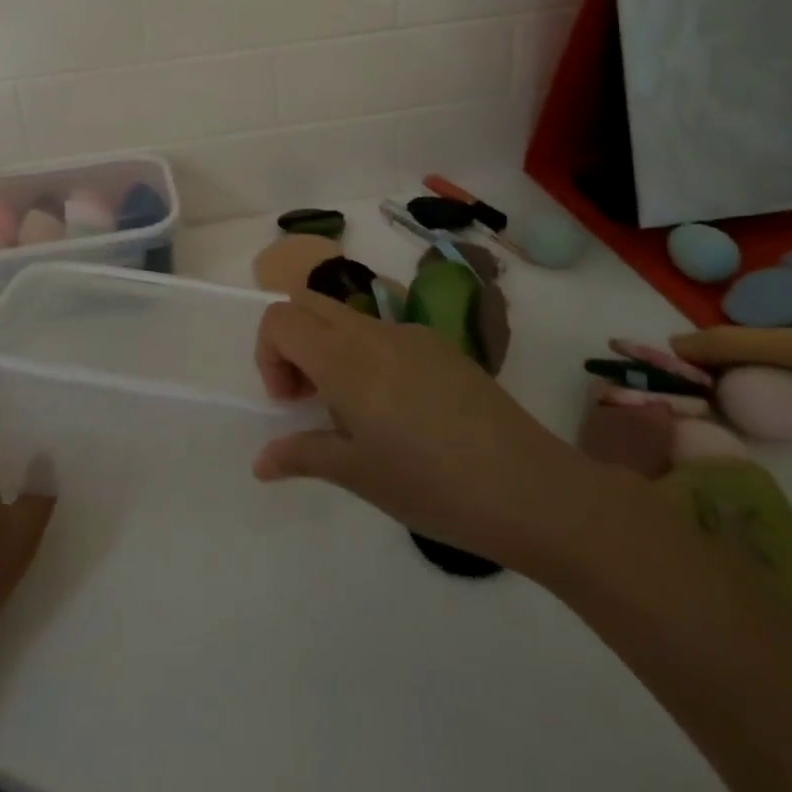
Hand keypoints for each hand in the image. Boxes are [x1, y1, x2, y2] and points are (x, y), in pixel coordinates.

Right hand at [253, 289, 605, 576]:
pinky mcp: (442, 346)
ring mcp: (412, 334)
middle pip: (309, 302)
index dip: (268, 355)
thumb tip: (261, 461)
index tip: (291, 403)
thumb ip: (303, 455)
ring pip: (348, 317)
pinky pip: (385, 333)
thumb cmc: (431, 485)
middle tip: (310, 398)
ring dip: (331, 348)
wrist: (530, 488)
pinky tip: (401, 413)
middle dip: (293, 342)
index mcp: (345, 359)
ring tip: (357, 413)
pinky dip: (368, 356)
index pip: (280, 319)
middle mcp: (373, 332)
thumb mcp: (358, 475)